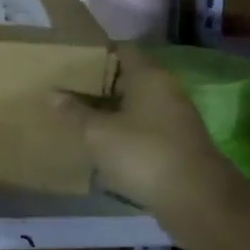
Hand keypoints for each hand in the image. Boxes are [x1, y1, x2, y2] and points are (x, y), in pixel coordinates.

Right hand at [58, 45, 242, 220]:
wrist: (197, 201)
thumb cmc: (144, 154)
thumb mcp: (98, 132)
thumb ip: (74, 111)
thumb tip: (52, 94)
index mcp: (149, 76)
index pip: (121, 49)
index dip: (95, 52)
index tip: (68, 61)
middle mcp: (165, 90)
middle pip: (127, 76)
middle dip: (97, 83)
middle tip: (65, 89)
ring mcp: (173, 118)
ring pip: (134, 104)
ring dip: (108, 109)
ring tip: (76, 115)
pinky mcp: (175, 144)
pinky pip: (142, 127)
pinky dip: (121, 130)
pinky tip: (99, 142)